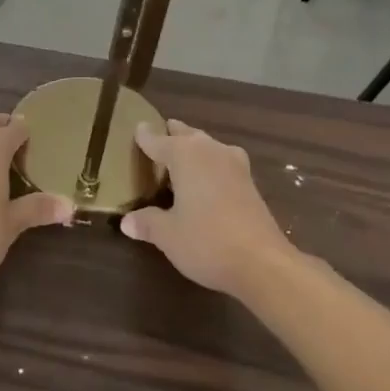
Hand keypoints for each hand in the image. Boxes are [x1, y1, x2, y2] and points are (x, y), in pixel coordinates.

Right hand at [119, 120, 297, 296]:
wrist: (263, 263)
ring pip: (209, 146)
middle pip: (187, 135)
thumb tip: (126, 222)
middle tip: (160, 134)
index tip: (138, 127)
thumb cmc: (207, 241)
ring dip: (195, 147)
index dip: (145, 136)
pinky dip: (211, 164)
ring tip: (182, 155)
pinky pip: (223, 162)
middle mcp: (210, 151)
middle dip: (173, 134)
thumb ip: (147, 223)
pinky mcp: (250, 183)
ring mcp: (235, 165)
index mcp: (185, 155)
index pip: (159, 140)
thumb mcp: (168, 235)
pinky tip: (208, 179)